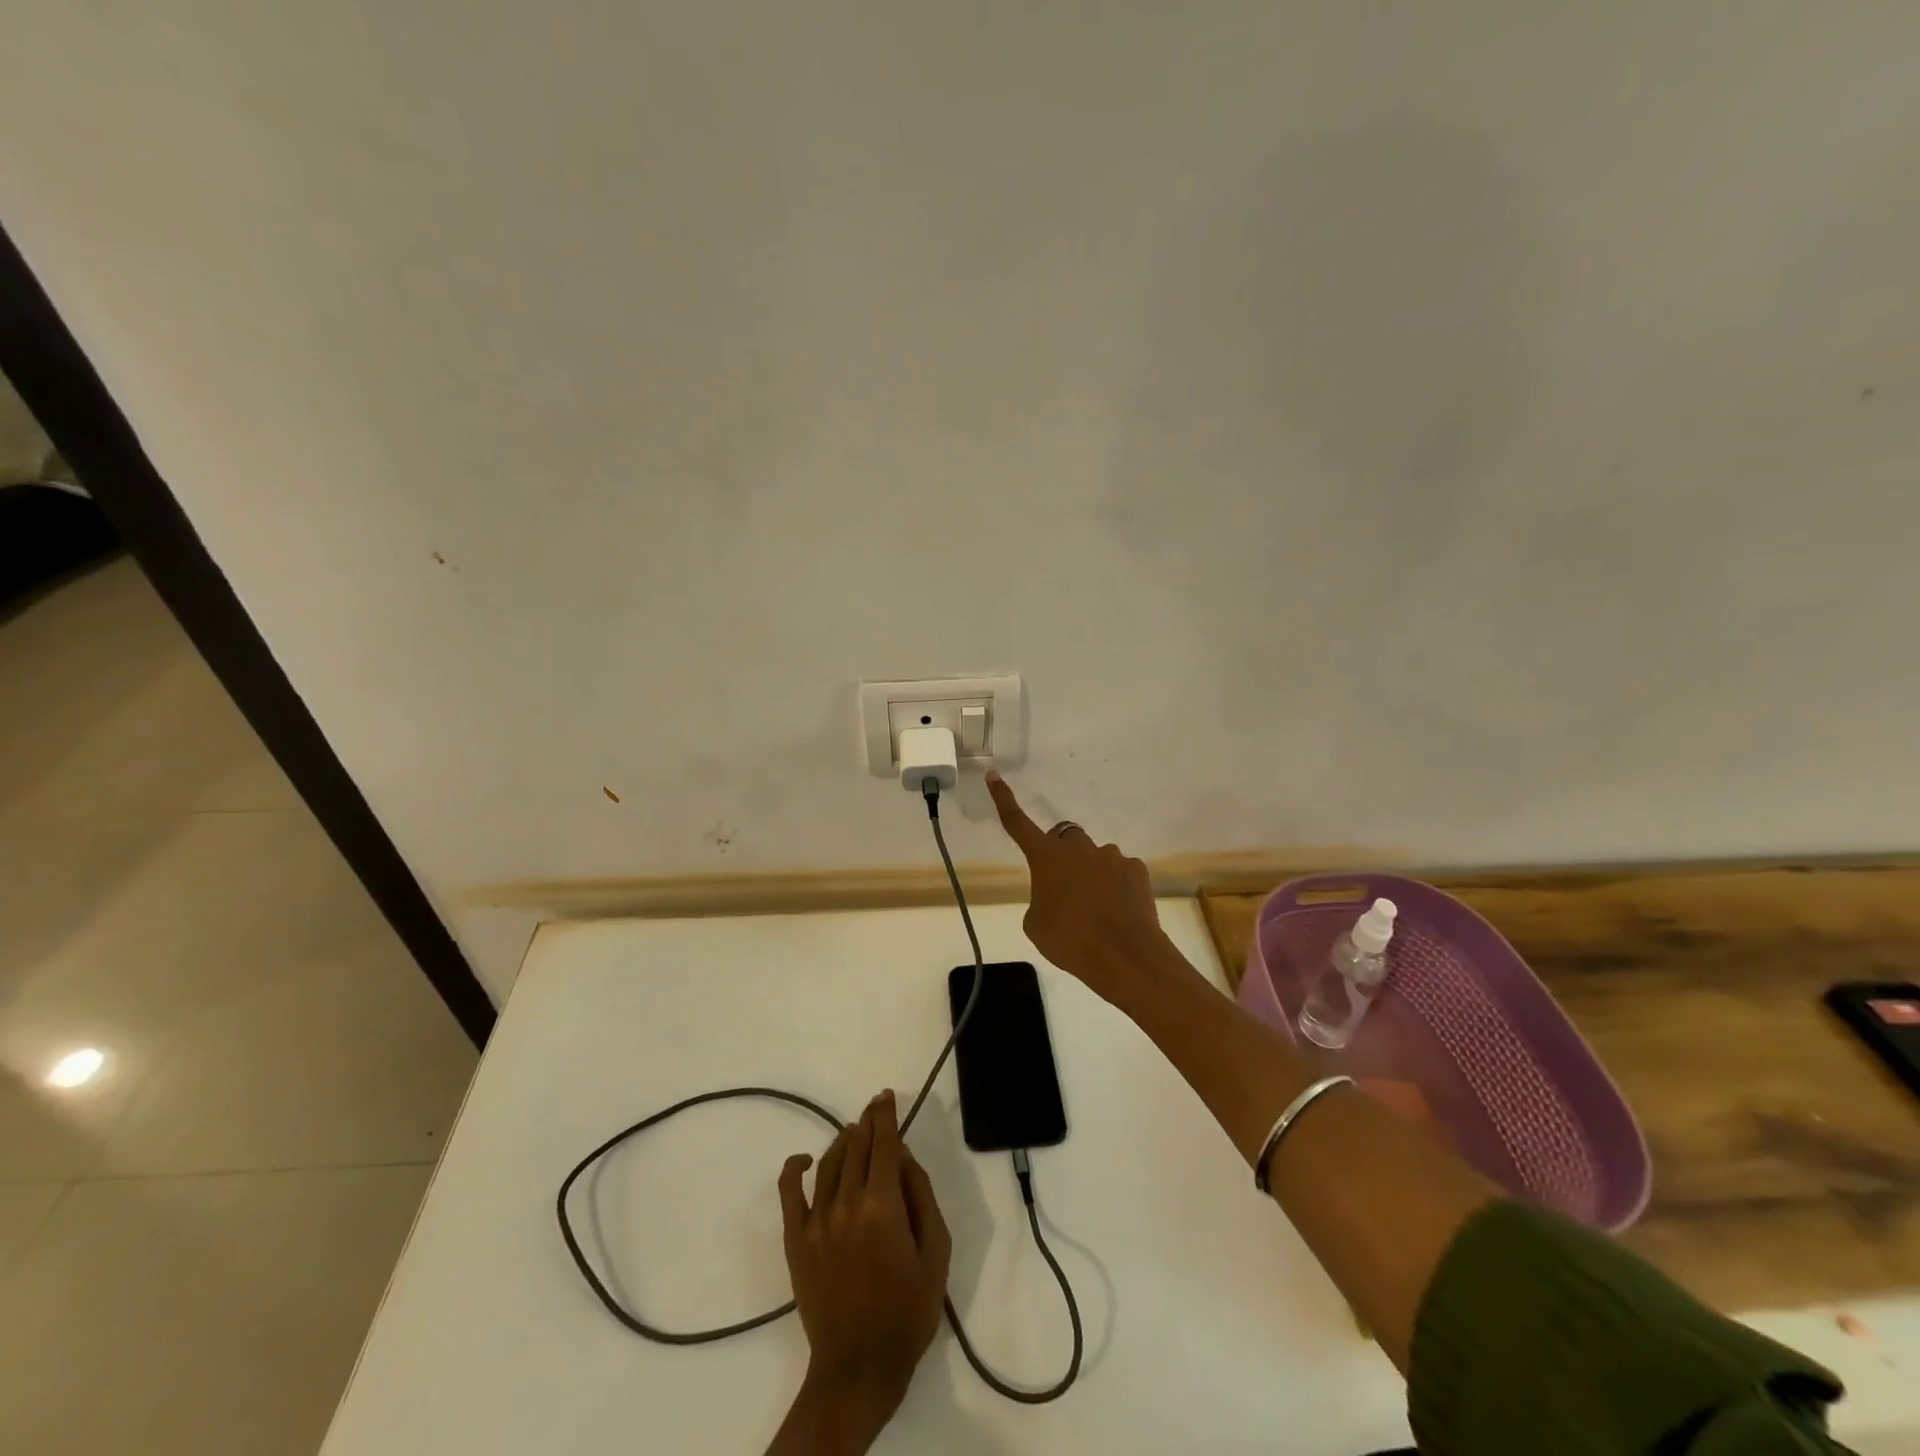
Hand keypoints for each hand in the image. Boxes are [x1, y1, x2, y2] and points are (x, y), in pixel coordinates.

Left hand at [777, 1091, 951, 1421]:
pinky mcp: (796, 1239)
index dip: (885, 1116)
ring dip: (843, 1140)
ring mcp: (817, 1220)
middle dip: (868, 1123)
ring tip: (854, 1131)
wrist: (859, 1367)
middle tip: (874, 1109)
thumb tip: (905, 1158)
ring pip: (829, 1162)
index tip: (886, 1097)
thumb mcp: (935, 1253)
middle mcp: (847, 1202)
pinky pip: (789, 1192)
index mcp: (883, 1205)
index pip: (884, 1144)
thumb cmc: (908, 1311)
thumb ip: (922, 1198)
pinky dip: (795, 1168)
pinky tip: (805, 1159)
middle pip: (857, 1147)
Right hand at [987, 770, 1176, 1001]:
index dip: (1003, 798)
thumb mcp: (1037, 926)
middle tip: (1063, 885)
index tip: (993, 774)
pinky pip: (1120, 870)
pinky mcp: (1136, 870)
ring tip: (1095, 908)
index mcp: (1046, 858)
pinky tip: (1117, 910)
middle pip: (1064, 837)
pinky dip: (1116, 884)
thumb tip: (1056, 897)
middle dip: (1061, 854)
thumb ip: (1041, 901)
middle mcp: (1078, 848)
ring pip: (1094, 856)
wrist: (1124, 956)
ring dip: (1090, 873)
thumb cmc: (1070, 941)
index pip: (1017, 822)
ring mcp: (1110, 856)